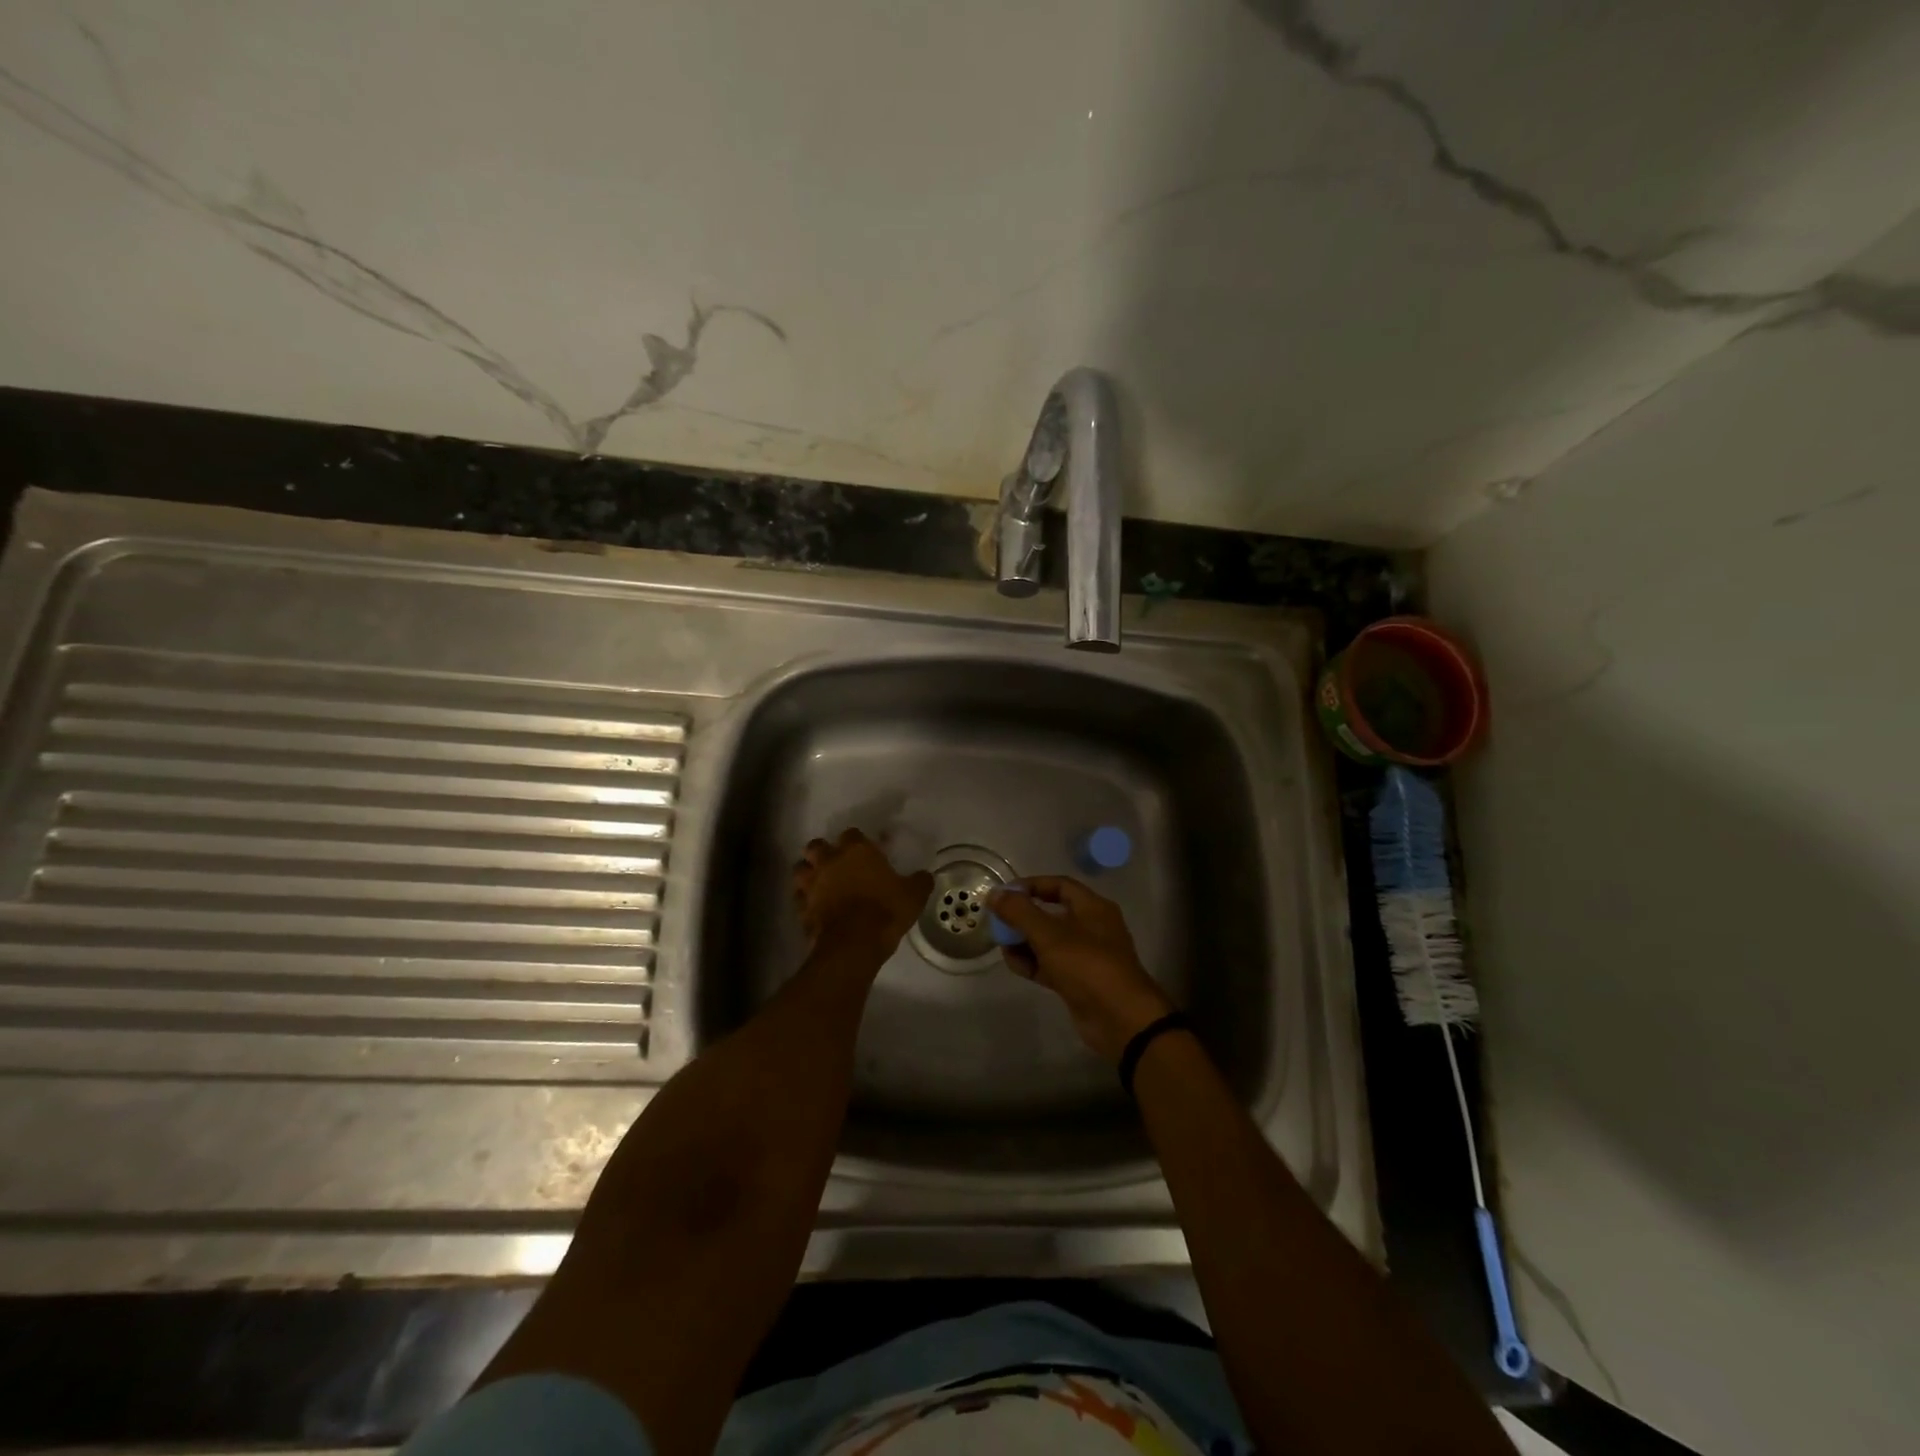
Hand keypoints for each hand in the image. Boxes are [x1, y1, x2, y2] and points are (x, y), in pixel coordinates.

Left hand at [792, 829, 932, 958]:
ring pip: (800, 869)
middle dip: (822, 851)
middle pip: (816, 846)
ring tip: (819, 882)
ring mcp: (812, 884)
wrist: (854, 944)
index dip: (857, 841)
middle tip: (835, 863)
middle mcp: (830, 861)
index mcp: (857, 851)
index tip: (865, 852)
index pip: (852, 834)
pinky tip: (814, 907)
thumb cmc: (885, 911)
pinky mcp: (802, 907)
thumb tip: (925, 876)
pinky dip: (804, 900)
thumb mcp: (913, 896)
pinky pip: (798, 898)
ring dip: (808, 873)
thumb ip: (919, 881)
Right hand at [987, 876, 1174, 1062]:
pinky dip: (1032, 962)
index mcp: (1093, 908)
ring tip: (1001, 944)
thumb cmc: (1087, 965)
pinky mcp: (1077, 981)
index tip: (1004, 894)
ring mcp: (1085, 956)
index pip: (1059, 885)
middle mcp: (1091, 927)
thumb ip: (1019, 912)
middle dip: (1023, 916)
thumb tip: (994, 894)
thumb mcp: (1049, 935)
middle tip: (997, 921)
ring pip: (1048, 941)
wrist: (1119, 1019)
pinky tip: (1013, 963)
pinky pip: (1050, 964)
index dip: (1031, 886)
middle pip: (1051, 913)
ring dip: (1024, 941)